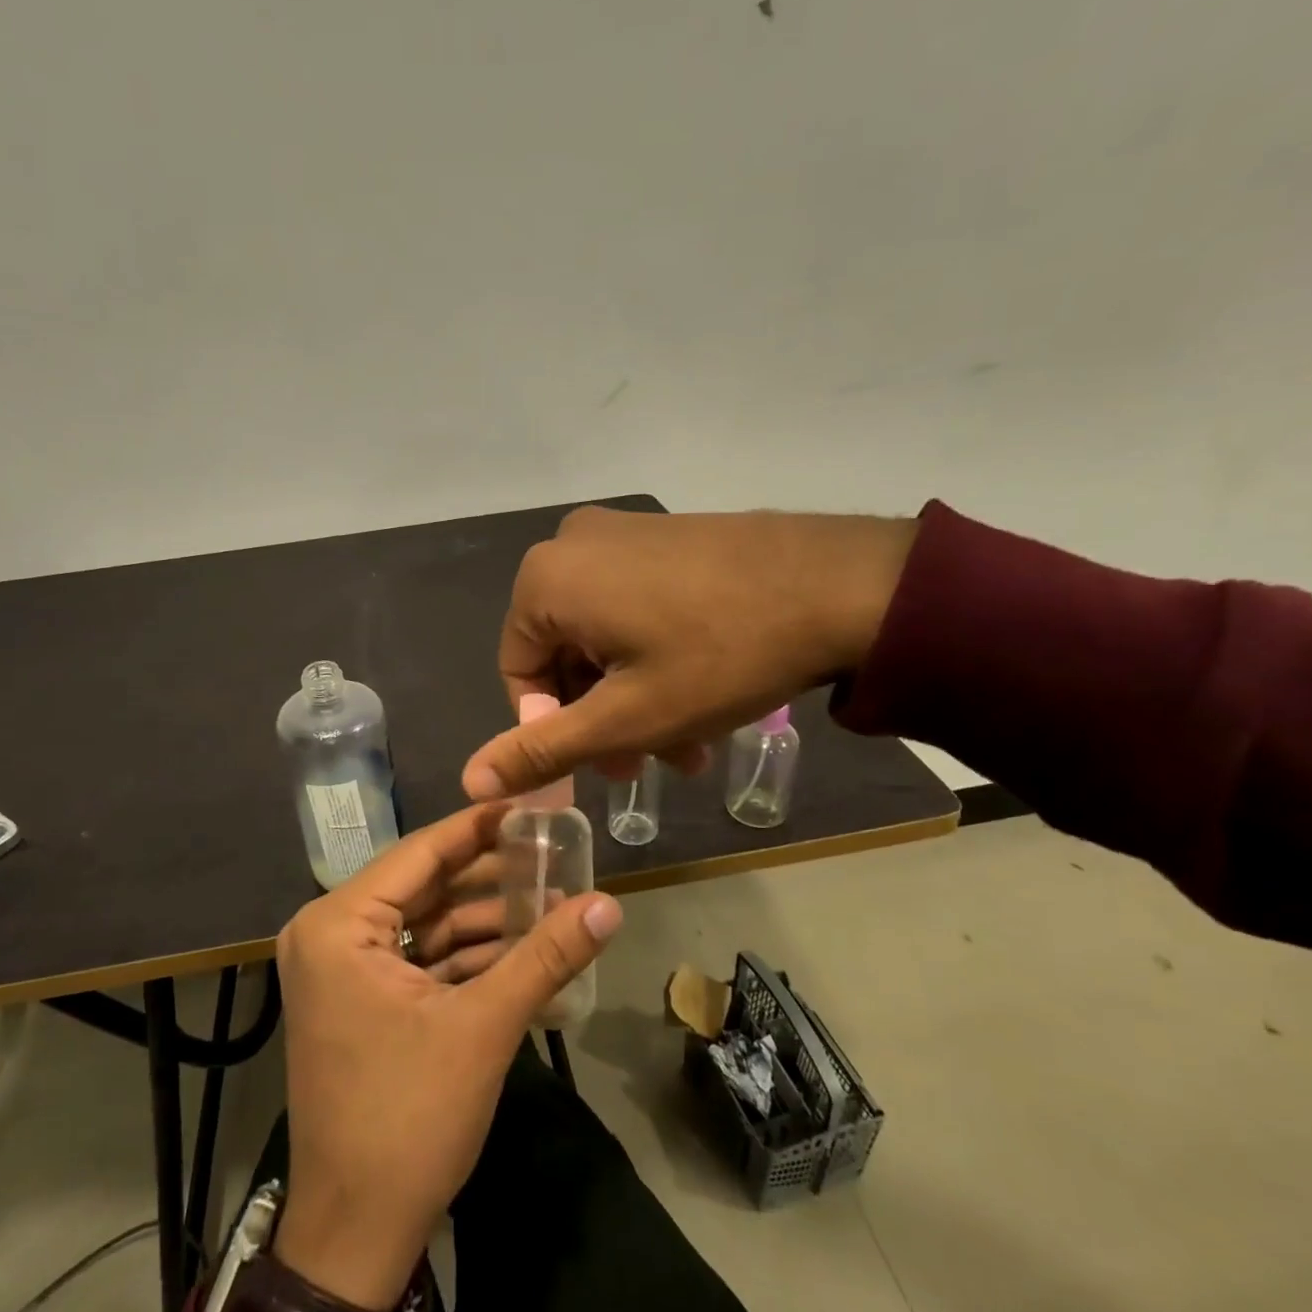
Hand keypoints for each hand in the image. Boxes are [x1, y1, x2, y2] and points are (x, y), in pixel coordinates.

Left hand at [272, 805, 622, 1310]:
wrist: (356, 1234)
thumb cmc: (409, 1118)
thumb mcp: (484, 1027)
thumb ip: (546, 955)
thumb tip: (610, 904)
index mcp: (339, 923)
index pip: (420, 852)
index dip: (479, 827)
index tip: (532, 807)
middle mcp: (330, 932)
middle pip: (424, 885)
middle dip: (490, 876)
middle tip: (553, 854)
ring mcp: (342, 967)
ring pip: (425, 922)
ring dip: (485, 918)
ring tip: (552, 898)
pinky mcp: (359, 998)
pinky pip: (419, 957)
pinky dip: (466, 954)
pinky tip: (522, 946)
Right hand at [462, 505, 915, 799]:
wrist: (842, 585)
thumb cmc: (717, 657)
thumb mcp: (625, 719)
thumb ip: (542, 750)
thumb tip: (469, 779)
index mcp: (545, 580)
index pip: (520, 675)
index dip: (555, 730)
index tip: (604, 764)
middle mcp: (572, 545)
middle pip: (565, 654)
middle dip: (603, 717)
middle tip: (649, 762)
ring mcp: (623, 532)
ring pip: (604, 635)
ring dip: (634, 695)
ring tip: (687, 745)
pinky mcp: (665, 535)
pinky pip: (635, 604)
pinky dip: (653, 654)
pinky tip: (700, 694)